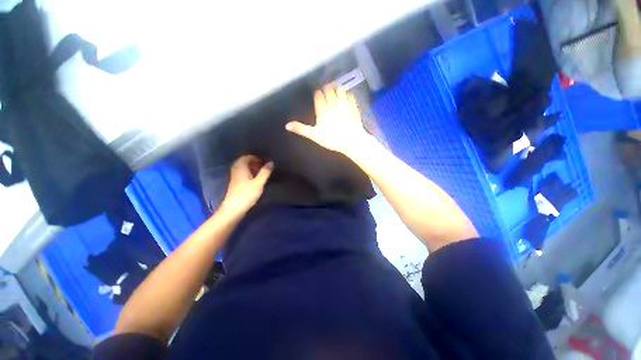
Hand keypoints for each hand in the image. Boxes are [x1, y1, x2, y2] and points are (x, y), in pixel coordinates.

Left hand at [220, 155, 272, 216]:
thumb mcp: (258, 183)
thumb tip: (271, 162)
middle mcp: (236, 170)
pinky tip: (256, 180)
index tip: (265, 162)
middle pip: (244, 162)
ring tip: (261, 173)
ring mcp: (235, 177)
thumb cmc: (246, 195)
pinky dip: (250, 174)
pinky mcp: (235, 184)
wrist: (233, 209)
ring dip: (252, 169)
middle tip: (264, 167)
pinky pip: (243, 174)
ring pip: (244, 168)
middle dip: (255, 162)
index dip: (256, 158)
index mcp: (240, 168)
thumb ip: (265, 172)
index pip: (247, 157)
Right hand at [285, 89, 370, 155]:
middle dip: (327, 89)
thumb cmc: (332, 139)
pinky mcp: (354, 108)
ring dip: (337, 89)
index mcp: (323, 110)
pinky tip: (348, 94)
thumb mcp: (314, 135)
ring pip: (340, 91)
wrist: (351, 140)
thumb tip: (287, 125)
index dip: (318, 94)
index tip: (317, 93)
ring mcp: (344, 105)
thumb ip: (301, 129)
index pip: (319, 96)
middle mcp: (333, 104)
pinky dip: (348, 94)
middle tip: (326, 88)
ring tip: (335, 88)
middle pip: (329, 91)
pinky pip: (351, 97)